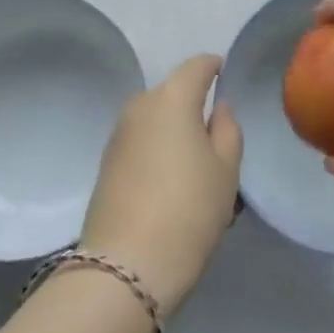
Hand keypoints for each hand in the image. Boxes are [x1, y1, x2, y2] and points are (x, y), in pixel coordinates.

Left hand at [80, 55, 242, 314]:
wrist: (126, 266)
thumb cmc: (189, 209)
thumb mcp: (226, 169)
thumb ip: (228, 129)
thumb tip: (217, 107)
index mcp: (172, 97)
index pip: (197, 65)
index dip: (214, 67)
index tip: (226, 75)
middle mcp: (140, 104)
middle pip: (173, 92)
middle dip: (193, 105)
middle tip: (216, 137)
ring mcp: (118, 134)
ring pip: (155, 119)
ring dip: (173, 130)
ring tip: (195, 166)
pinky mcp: (106, 163)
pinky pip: (141, 142)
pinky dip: (157, 150)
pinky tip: (169, 182)